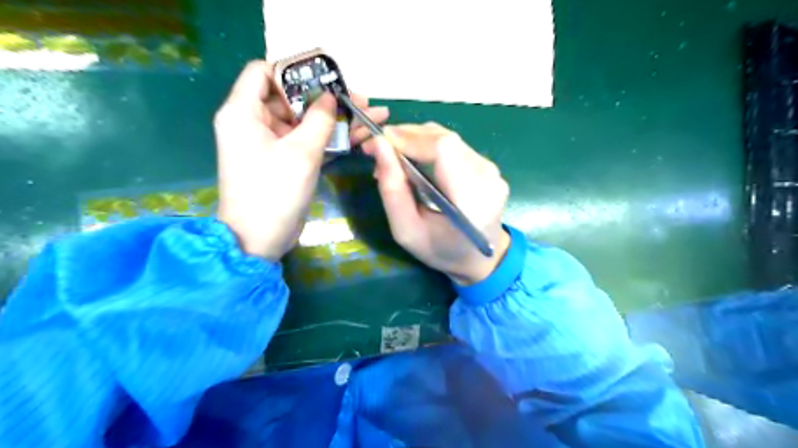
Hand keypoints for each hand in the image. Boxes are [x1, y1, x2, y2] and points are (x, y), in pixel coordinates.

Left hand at [216, 62, 389, 259]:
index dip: (294, 71)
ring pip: (305, 122)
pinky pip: (309, 142)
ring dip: (336, 120)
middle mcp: (254, 123)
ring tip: (372, 115)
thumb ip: (319, 119)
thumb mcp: (301, 152)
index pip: (263, 72)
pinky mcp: (285, 161)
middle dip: (327, 98)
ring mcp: (271, 144)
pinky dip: (331, 139)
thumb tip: (331, 96)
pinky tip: (361, 136)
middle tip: (361, 99)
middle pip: (292, 98)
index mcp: (244, 112)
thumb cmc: (274, 192)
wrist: (260, 240)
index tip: (326, 78)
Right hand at [364, 122, 510, 283]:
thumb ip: (392, 190)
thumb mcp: (406, 231)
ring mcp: (492, 170)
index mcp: (470, 201)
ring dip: (414, 140)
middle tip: (377, 149)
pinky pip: (454, 145)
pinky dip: (427, 146)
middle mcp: (487, 178)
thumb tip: (379, 145)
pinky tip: (412, 159)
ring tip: (392, 156)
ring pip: (447, 138)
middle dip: (405, 137)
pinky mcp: (489, 165)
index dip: (408, 138)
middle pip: (444, 139)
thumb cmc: (440, 250)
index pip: (444, 149)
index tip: (375, 143)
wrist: (478, 258)